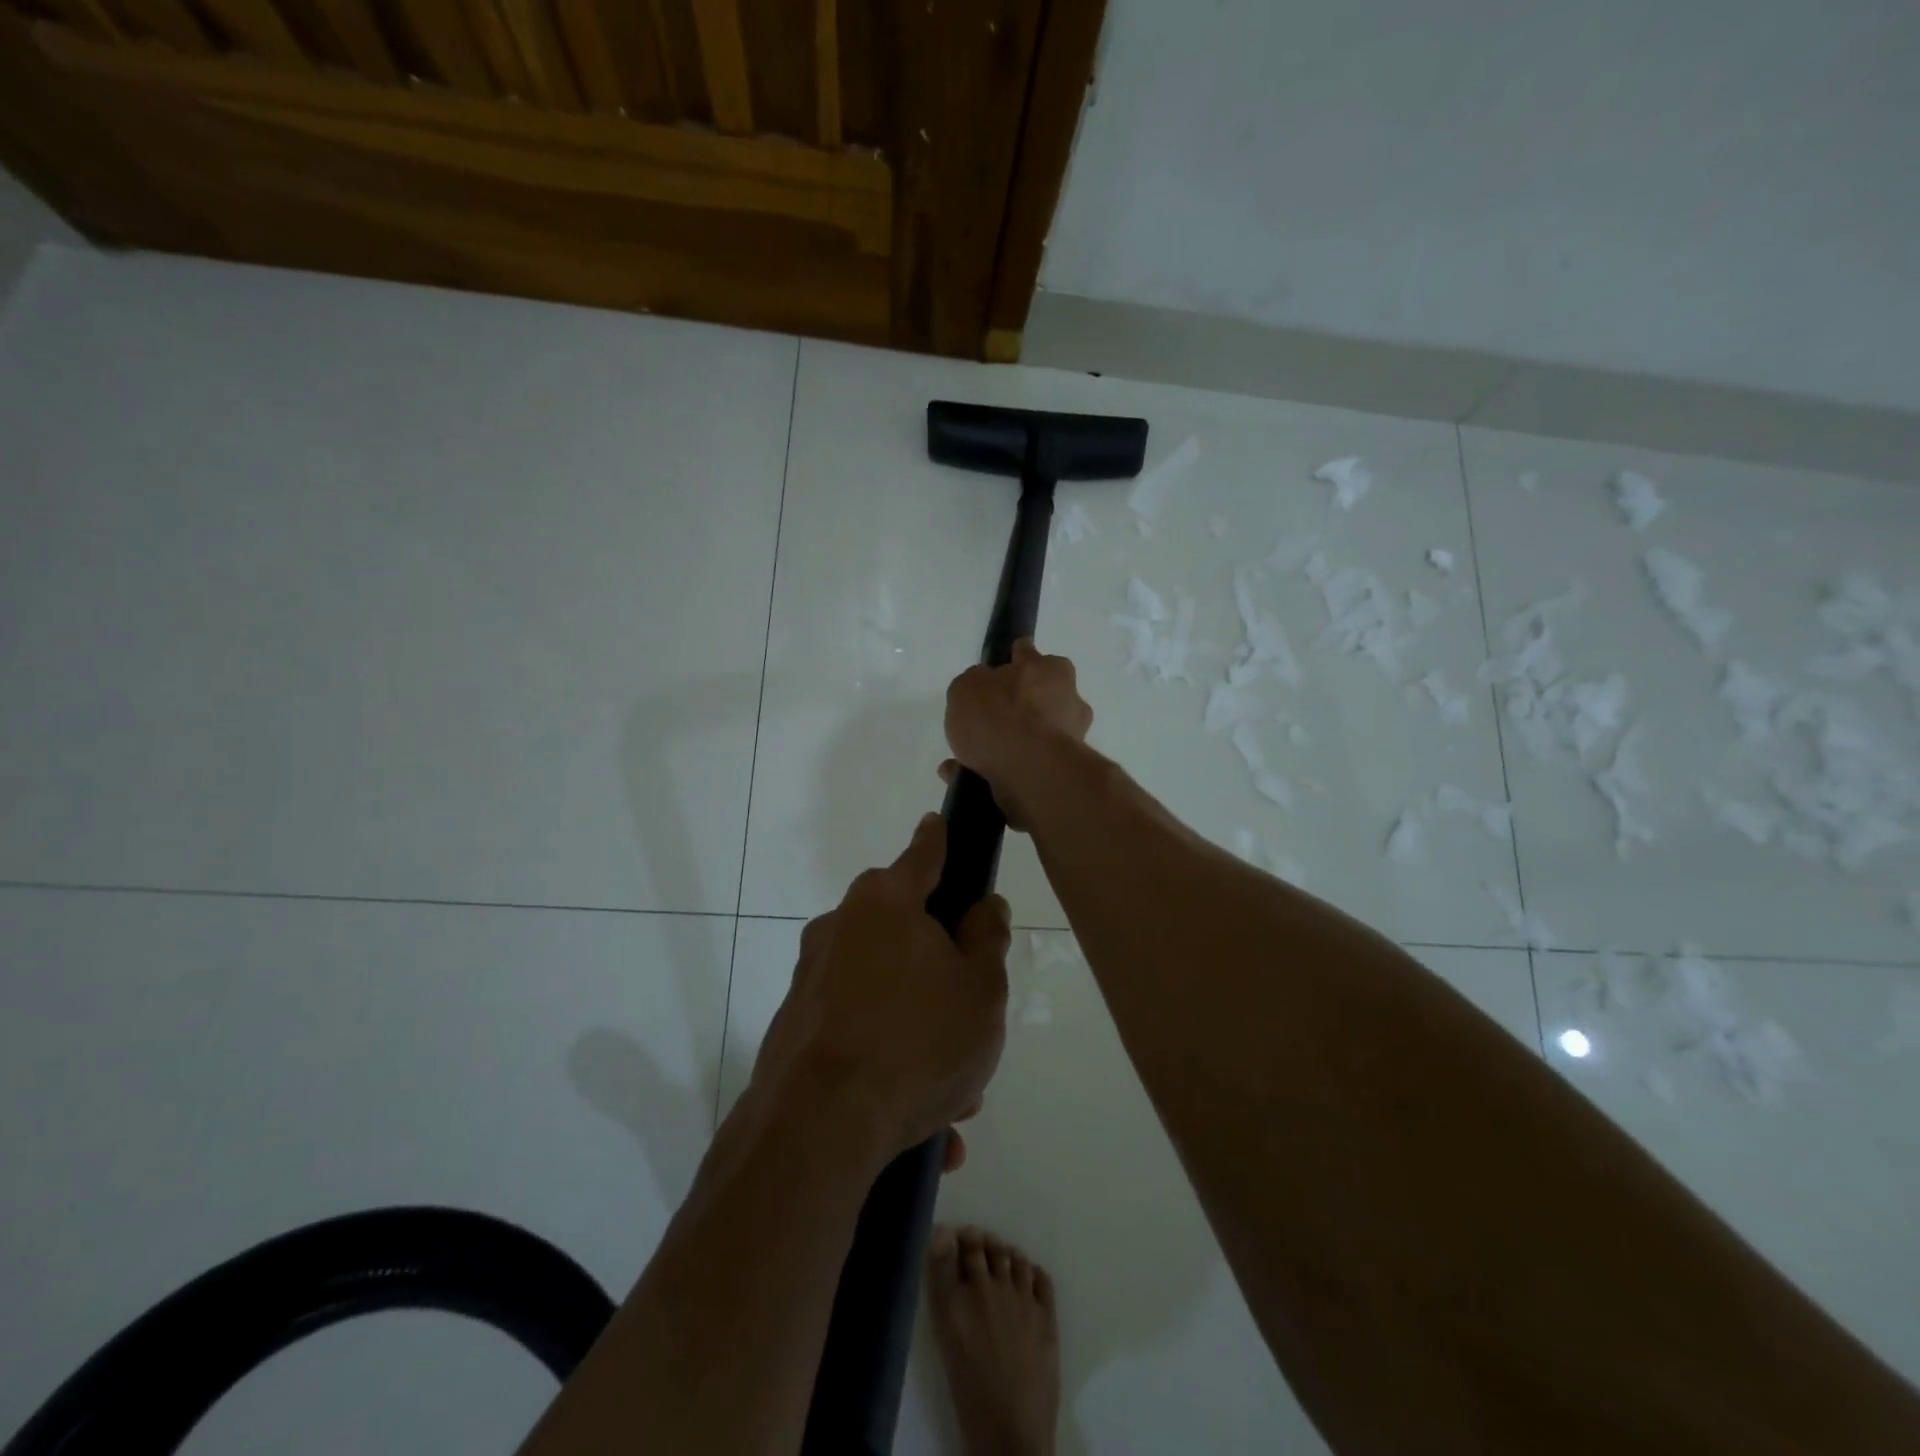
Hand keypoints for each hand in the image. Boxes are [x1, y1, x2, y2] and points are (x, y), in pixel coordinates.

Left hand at [749, 814, 1010, 1165]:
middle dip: (939, 966)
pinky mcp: (793, 1023)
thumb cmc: (917, 1042)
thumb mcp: (981, 989)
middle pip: (903, 928)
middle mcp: (841, 925)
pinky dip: (886, 1057)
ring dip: (918, 1025)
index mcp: (886, 902)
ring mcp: (811, 975)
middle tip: (970, 1016)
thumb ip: (987, 938)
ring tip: (952, 1094)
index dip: (940, 839)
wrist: (817, 1128)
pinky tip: (916, 1118)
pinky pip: (856, 1028)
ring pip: (883, 987)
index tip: (940, 824)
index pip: (924, 853)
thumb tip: (983, 905)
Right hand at [944, 639, 1092, 828]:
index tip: (1003, 667)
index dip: (1013, 659)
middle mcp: (1069, 701)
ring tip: (965, 759)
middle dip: (1016, 708)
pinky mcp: (1062, 773)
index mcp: (1051, 670)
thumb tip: (984, 692)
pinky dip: (999, 772)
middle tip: (985, 720)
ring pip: (1033, 737)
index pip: (1029, 654)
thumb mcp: (967, 687)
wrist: (1028, 771)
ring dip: (1006, 746)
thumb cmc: (999, 716)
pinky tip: (968, 778)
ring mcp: (1070, 740)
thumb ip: (975, 685)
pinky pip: (1024, 768)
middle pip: (1039, 698)